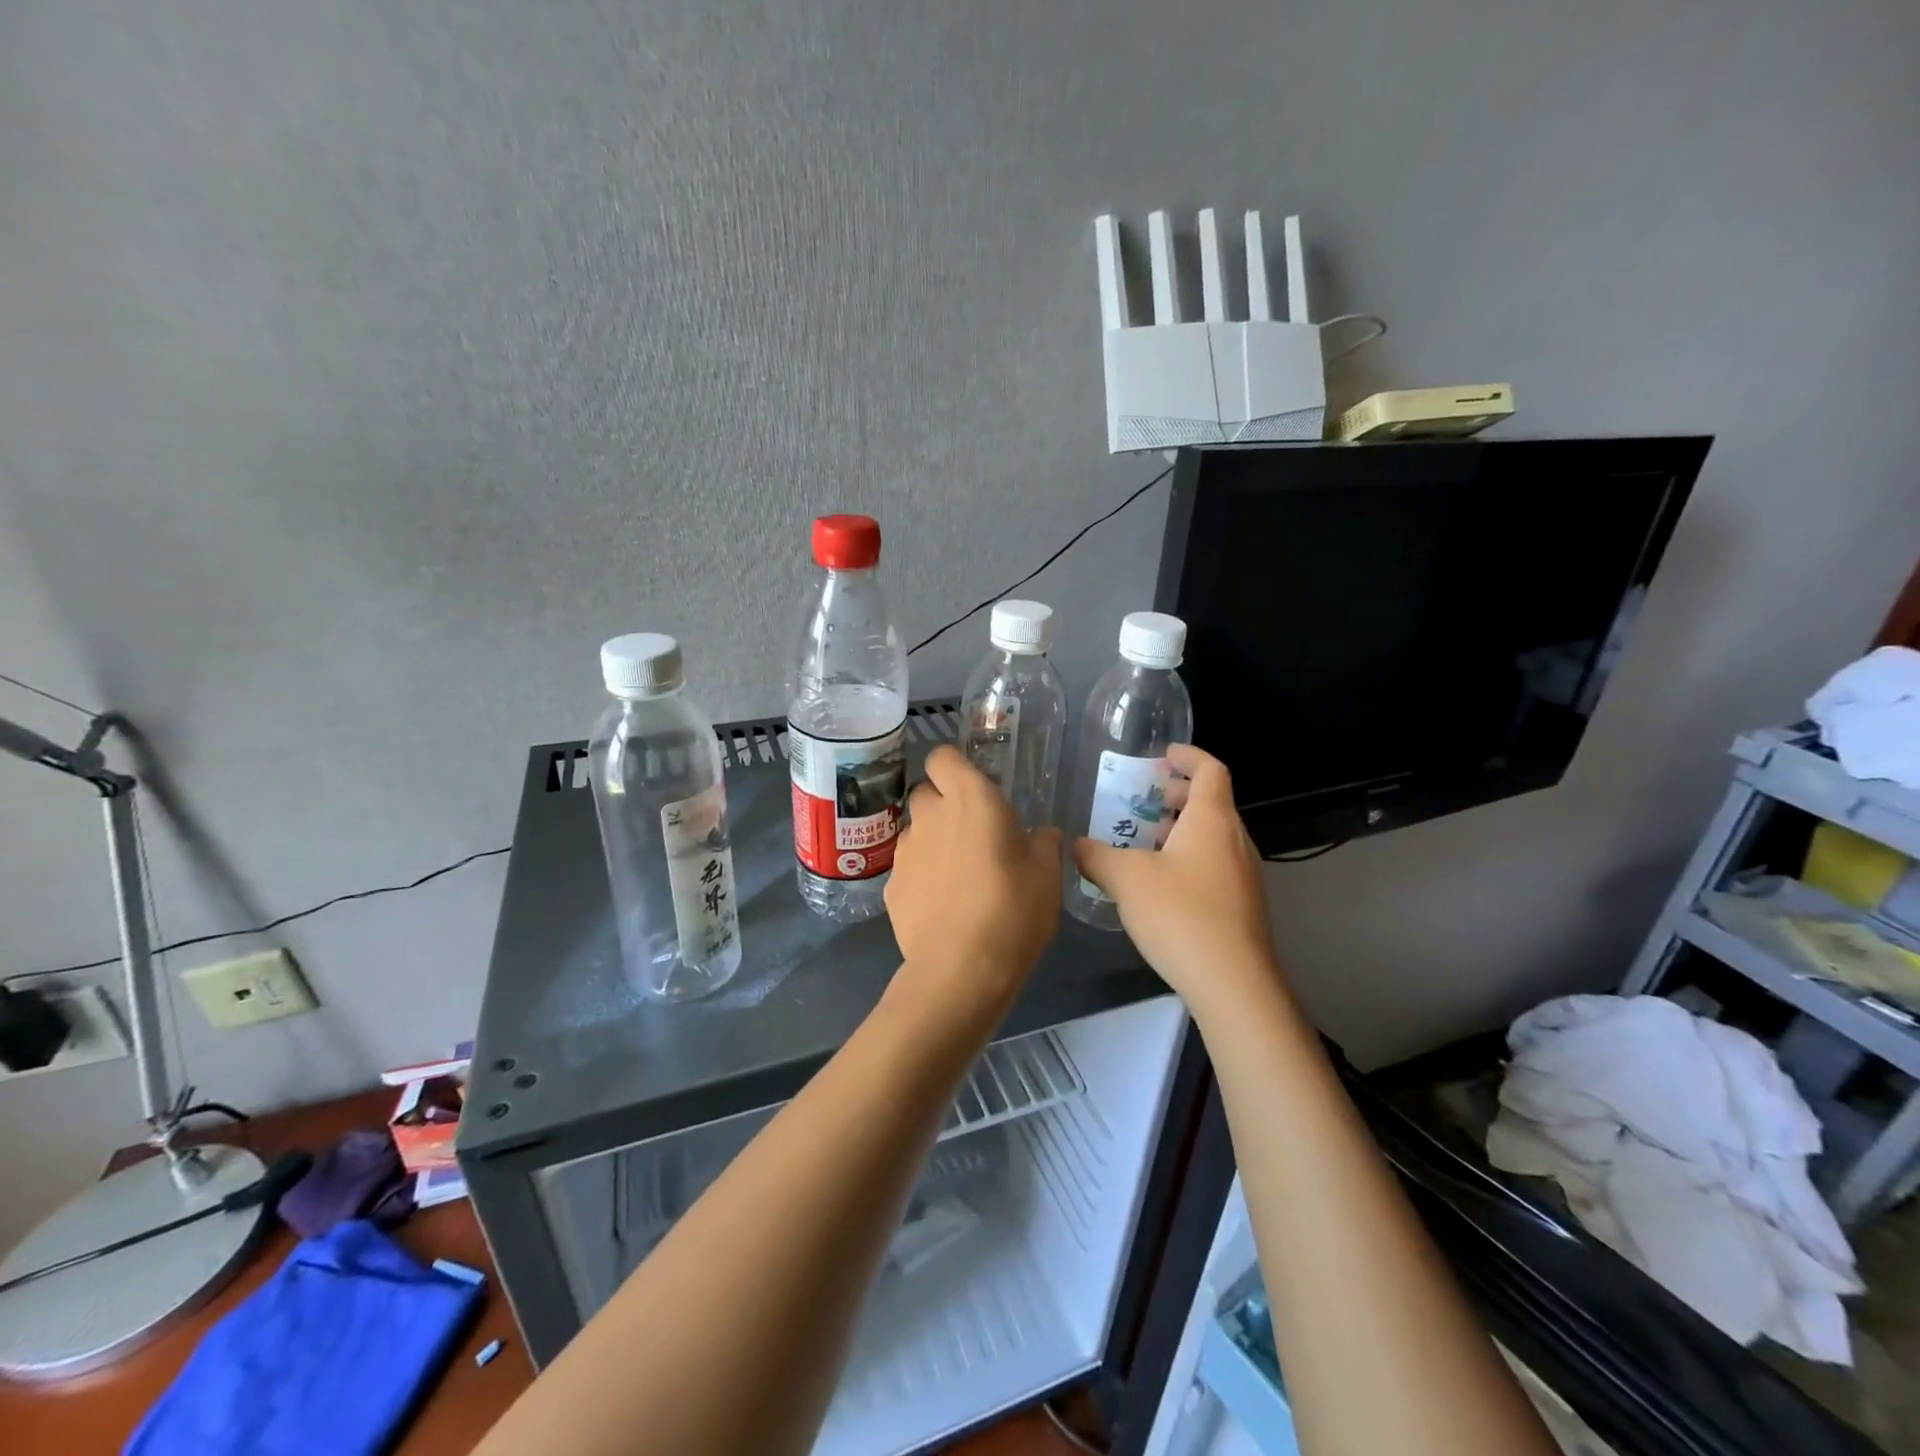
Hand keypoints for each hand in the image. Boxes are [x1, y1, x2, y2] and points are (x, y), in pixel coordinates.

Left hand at [886, 746, 1062, 1026]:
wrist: (960, 970)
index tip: (973, 787)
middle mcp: (931, 815)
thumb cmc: (1013, 910)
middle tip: (970, 832)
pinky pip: (908, 867)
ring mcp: (905, 850)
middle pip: (926, 792)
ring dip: (932, 841)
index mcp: (971, 799)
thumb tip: (1042, 835)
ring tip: (957, 874)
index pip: (943, 757)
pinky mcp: (891, 885)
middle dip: (943, 804)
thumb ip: (1043, 845)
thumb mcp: (1047, 876)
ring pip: (915, 830)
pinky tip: (940, 905)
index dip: (954, 767)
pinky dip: (920, 876)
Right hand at [1074, 744, 1282, 1017]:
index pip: (1211, 770)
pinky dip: (1189, 858)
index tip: (1163, 755)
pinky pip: (1215, 865)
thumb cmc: (1181, 915)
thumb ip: (1097, 856)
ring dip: (1181, 830)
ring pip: (1213, 837)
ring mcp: (1244, 875)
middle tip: (1144, 800)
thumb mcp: (1127, 880)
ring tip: (1144, 842)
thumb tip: (1075, 845)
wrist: (1234, 985)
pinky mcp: (1242, 906)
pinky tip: (1160, 884)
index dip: (1188, 756)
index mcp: (1212, 821)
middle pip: (1212, 802)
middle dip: (1178, 795)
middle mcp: (1235, 840)